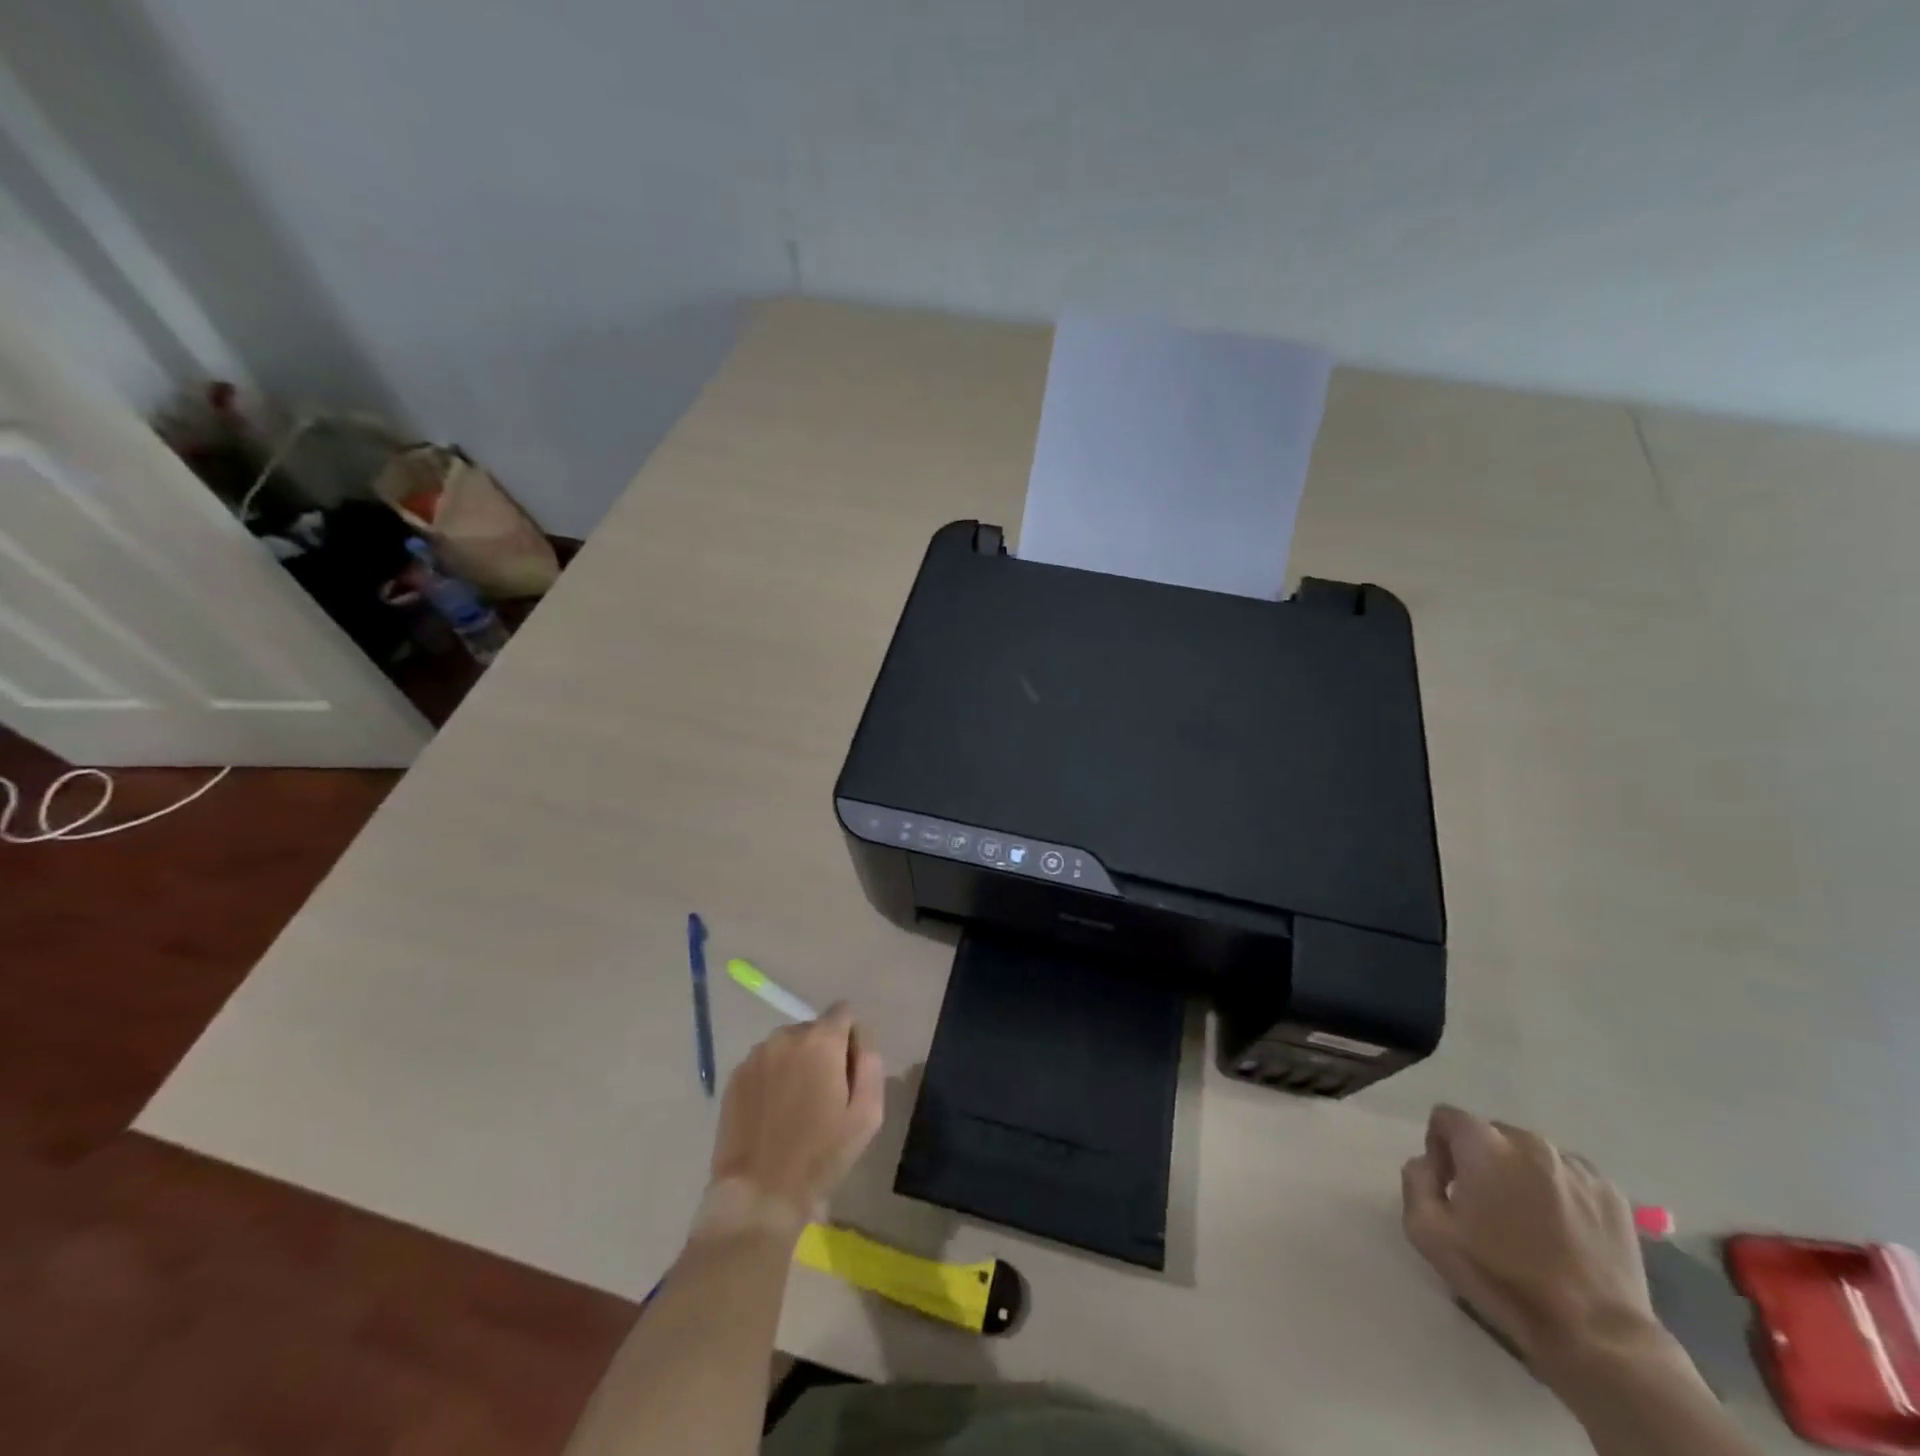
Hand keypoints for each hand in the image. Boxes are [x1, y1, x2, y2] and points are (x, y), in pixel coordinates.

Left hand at [699, 1005, 884, 1241]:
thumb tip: (860, 1039)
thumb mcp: (867, 1114)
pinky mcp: (734, 1076)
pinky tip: (772, 1114)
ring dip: (796, 1063)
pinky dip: (772, 1078)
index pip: (844, 1012)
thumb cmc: (821, 1156)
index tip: (848, 1073)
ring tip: (795, 1107)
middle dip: (823, 1052)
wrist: (760, 1194)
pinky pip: (764, 1063)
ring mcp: (756, 1055)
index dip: (851, 1038)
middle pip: (814, 1029)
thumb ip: (870, 1064)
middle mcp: (786, 1036)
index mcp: (821, 1041)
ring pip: (787, 1046)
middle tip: (824, 1095)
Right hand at [1401, 1105, 1661, 1373]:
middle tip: (1487, 1208)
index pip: (1446, 1118)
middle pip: (1490, 1135)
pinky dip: (1559, 1192)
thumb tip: (1427, 1163)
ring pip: (1532, 1155)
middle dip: (1481, 1161)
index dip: (1439, 1149)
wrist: (1595, 1336)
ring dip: (1521, 1175)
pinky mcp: (1612, 1195)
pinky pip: (1570, 1176)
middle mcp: (1530, 1142)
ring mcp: (1576, 1167)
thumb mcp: (1427, 1231)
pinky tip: (1564, 1231)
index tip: (1449, 1188)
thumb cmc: (1502, 1279)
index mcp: (1484, 1144)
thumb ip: (1415, 1180)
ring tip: (1530, 1222)